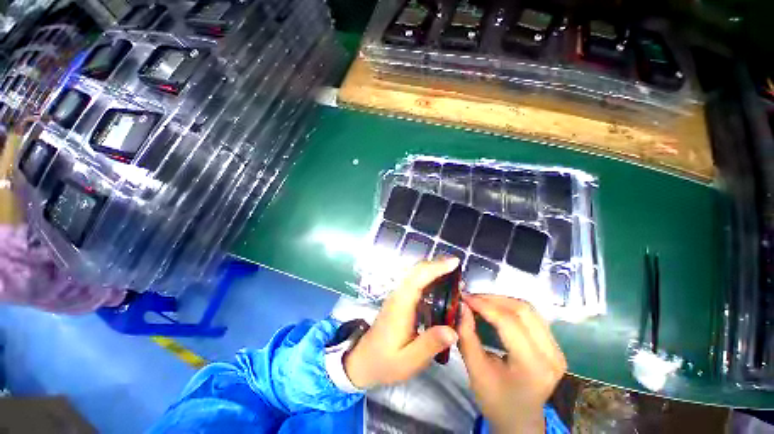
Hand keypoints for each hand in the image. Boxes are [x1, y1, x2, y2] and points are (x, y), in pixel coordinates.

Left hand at [344, 258, 460, 388]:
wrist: (364, 360)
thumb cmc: (386, 361)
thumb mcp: (410, 360)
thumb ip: (430, 344)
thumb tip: (453, 330)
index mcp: (401, 305)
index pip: (419, 278)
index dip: (437, 268)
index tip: (454, 262)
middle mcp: (399, 295)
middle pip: (417, 271)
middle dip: (437, 265)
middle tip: (458, 266)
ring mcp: (398, 296)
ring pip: (416, 274)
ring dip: (433, 270)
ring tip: (453, 274)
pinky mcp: (399, 300)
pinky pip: (415, 282)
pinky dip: (428, 278)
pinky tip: (440, 286)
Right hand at [458, 295, 566, 433]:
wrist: (520, 422)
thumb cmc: (496, 401)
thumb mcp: (476, 371)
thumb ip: (467, 336)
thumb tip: (461, 306)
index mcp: (533, 366)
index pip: (508, 322)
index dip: (484, 305)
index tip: (464, 297)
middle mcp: (551, 355)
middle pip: (522, 310)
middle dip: (493, 299)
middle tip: (471, 298)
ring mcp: (557, 349)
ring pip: (528, 309)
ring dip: (502, 301)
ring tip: (480, 302)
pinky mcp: (554, 346)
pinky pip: (532, 316)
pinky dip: (510, 308)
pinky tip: (495, 309)